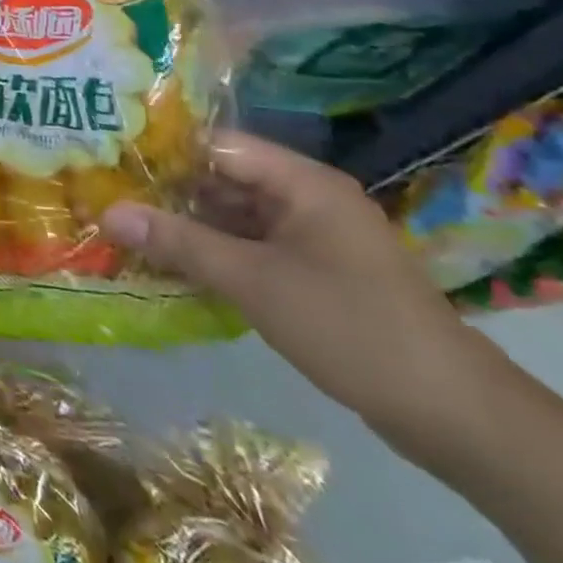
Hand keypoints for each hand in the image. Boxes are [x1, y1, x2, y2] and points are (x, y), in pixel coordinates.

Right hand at [102, 131, 483, 445]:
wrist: (455, 416)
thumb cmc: (351, 328)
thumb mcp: (253, 282)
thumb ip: (178, 243)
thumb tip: (107, 213)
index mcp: (303, 183)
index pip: (217, 146)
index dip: (164, 151)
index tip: (112, 163)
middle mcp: (308, 198)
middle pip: (223, 179)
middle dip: (168, 191)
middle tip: (108, 198)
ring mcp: (313, 236)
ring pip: (233, 215)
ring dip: (187, 225)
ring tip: (127, 230)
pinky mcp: (315, 271)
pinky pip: (250, 246)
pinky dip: (213, 252)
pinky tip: (171, 265)